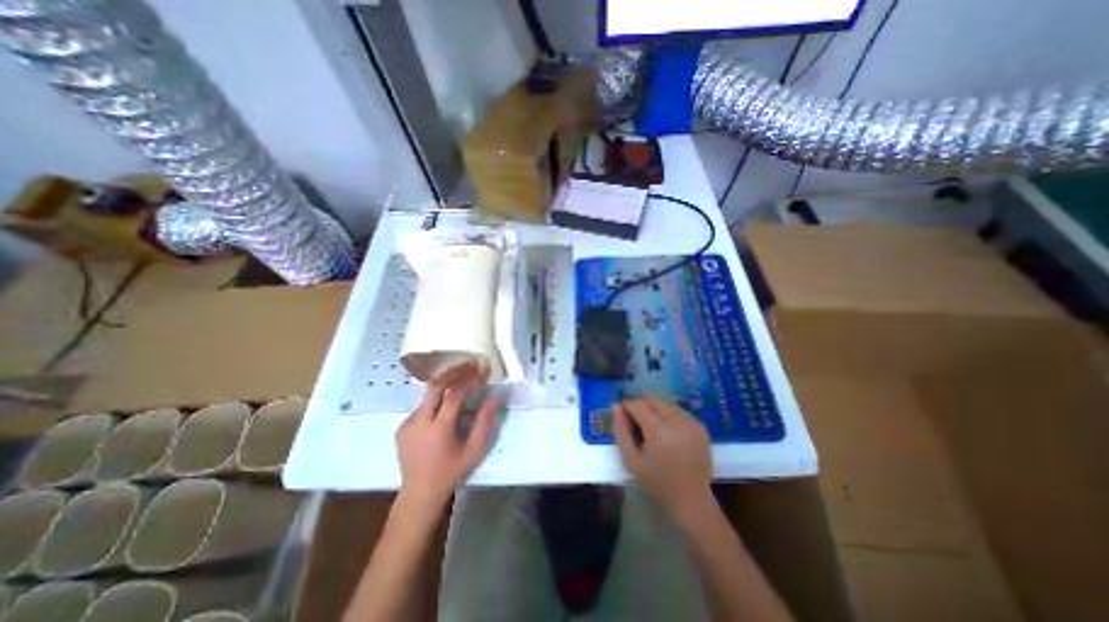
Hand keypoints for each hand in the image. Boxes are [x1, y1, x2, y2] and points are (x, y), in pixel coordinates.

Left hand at [397, 365, 500, 509]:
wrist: (419, 494)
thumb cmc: (451, 472)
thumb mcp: (474, 450)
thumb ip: (486, 422)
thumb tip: (497, 397)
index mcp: (438, 429)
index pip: (454, 395)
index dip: (469, 380)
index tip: (482, 371)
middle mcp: (418, 422)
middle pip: (435, 387)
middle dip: (454, 373)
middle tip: (469, 366)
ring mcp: (407, 424)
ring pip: (427, 395)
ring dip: (445, 385)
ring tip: (461, 380)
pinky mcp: (401, 427)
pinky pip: (421, 406)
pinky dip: (435, 399)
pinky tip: (445, 403)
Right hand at [610, 398, 714, 510]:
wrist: (691, 498)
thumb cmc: (656, 482)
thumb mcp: (631, 460)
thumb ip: (621, 430)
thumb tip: (615, 406)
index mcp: (658, 431)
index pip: (638, 404)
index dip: (627, 405)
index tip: (623, 413)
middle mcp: (677, 422)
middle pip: (653, 399)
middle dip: (641, 403)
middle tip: (635, 418)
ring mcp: (691, 422)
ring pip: (666, 402)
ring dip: (655, 407)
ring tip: (650, 424)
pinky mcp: (700, 426)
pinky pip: (678, 410)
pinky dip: (668, 413)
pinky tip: (666, 429)